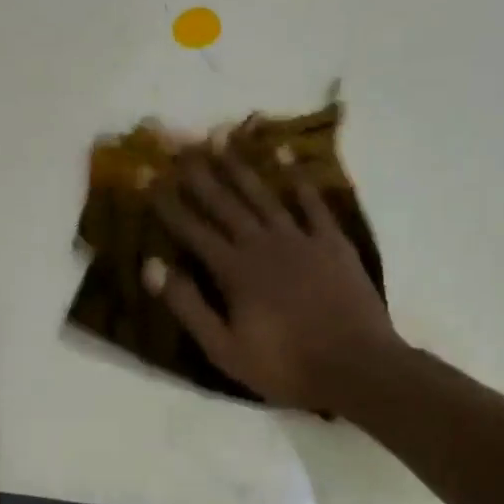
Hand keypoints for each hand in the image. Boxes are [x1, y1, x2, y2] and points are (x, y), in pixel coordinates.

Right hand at [145, 152, 400, 412]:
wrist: (356, 366)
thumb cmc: (284, 365)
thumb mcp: (224, 348)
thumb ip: (188, 306)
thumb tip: (152, 266)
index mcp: (234, 270)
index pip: (193, 230)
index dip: (167, 203)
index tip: (147, 176)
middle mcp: (263, 244)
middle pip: (225, 203)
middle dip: (198, 173)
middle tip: (179, 142)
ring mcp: (301, 239)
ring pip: (263, 194)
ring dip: (240, 166)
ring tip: (221, 137)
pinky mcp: (333, 242)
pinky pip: (312, 202)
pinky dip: (298, 178)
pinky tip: (285, 156)